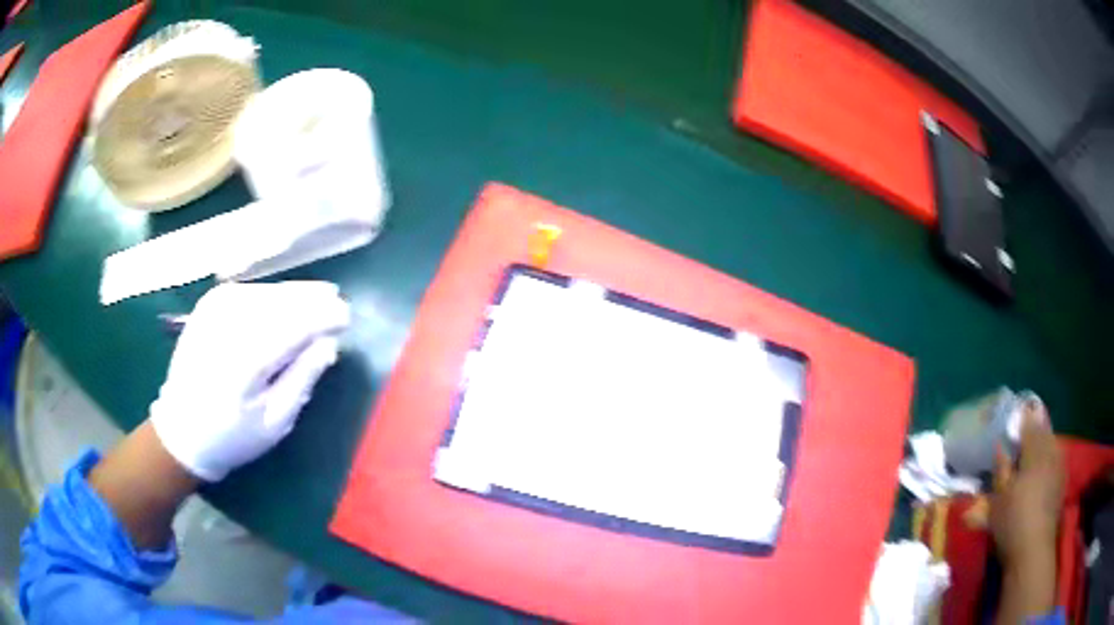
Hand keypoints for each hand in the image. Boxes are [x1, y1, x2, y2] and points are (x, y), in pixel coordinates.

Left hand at [150, 281, 349, 480]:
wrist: (182, 428)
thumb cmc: (233, 435)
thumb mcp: (276, 421)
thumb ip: (303, 378)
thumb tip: (329, 343)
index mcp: (247, 357)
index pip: (298, 322)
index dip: (327, 315)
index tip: (347, 319)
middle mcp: (231, 320)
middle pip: (285, 299)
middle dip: (315, 301)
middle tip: (338, 307)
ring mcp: (217, 305)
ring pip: (271, 290)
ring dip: (296, 297)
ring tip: (318, 304)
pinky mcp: (211, 302)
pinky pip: (254, 291)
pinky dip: (274, 297)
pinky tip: (284, 308)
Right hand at [990, 399, 1064, 623]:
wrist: (1033, 549)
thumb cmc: (1013, 522)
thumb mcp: (999, 501)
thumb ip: (1001, 470)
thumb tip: (1000, 445)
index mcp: (1034, 454)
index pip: (1030, 427)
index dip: (1024, 417)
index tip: (1019, 409)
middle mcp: (1050, 453)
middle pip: (1045, 432)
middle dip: (1038, 425)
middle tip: (1030, 421)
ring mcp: (1059, 467)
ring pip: (1053, 443)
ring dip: (1046, 438)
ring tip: (1039, 439)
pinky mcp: (1062, 481)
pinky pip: (1058, 457)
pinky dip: (1053, 453)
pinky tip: (1049, 459)